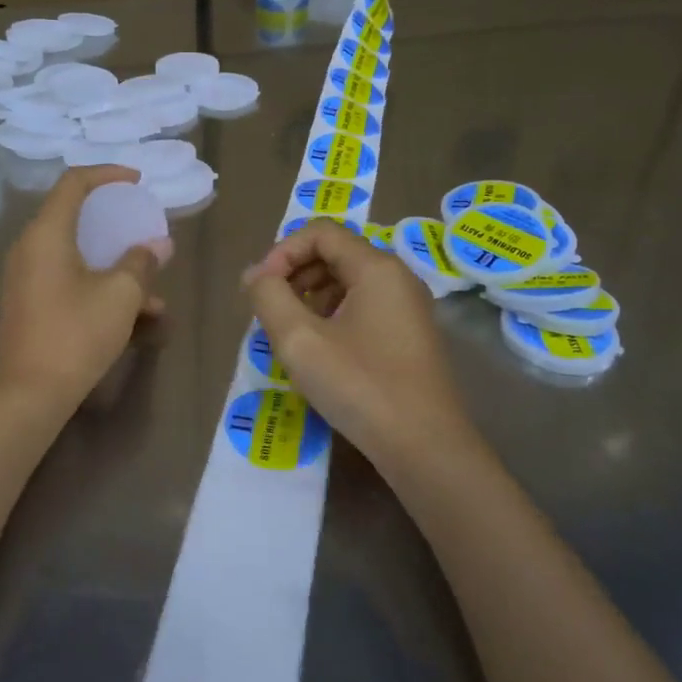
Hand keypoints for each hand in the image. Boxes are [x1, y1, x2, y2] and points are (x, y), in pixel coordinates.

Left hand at [0, 166, 167, 410]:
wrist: (29, 394)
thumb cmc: (76, 334)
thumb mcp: (120, 295)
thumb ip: (141, 262)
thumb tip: (157, 245)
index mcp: (46, 234)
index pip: (73, 183)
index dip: (107, 175)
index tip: (137, 182)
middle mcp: (30, 249)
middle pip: (74, 218)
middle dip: (116, 225)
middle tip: (143, 230)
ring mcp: (26, 279)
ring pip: (77, 256)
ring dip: (115, 267)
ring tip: (154, 294)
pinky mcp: (29, 305)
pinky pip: (69, 281)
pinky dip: (99, 287)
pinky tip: (136, 318)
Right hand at [243, 219, 473, 475]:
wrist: (425, 448)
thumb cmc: (360, 386)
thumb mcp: (300, 340)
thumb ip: (269, 296)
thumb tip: (255, 274)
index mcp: (376, 268)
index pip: (320, 232)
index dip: (283, 252)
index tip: (262, 289)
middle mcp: (398, 278)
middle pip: (336, 253)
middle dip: (295, 274)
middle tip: (271, 311)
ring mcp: (409, 308)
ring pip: (349, 282)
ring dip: (311, 296)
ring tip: (291, 334)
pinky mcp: (410, 337)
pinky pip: (364, 308)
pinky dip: (333, 316)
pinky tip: (320, 351)